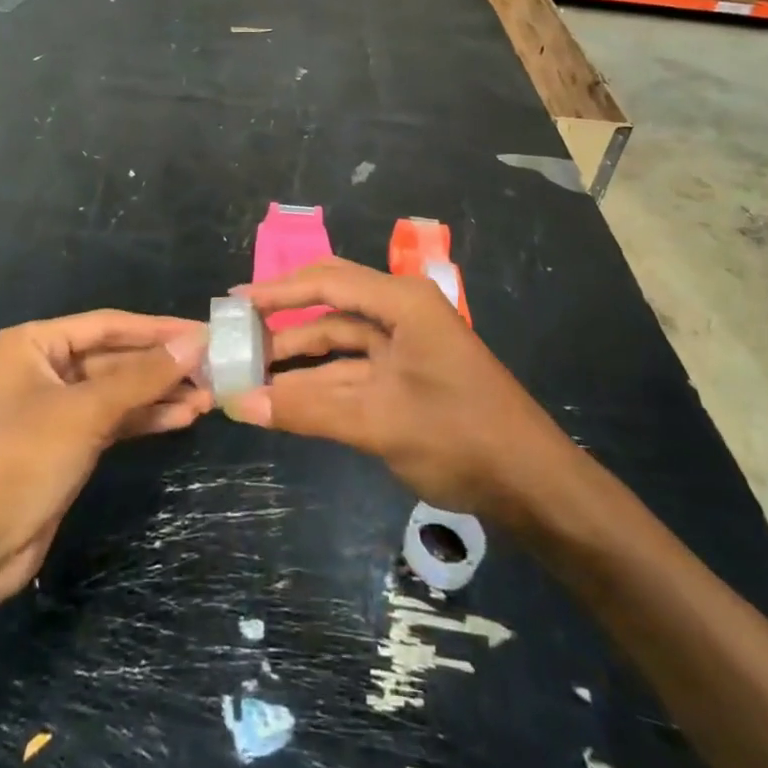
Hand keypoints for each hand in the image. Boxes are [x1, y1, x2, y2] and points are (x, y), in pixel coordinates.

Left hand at [0, 311, 209, 601]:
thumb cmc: (18, 461)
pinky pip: (112, 421)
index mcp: (34, 343)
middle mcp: (44, 368)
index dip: (158, 330)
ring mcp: (54, 409)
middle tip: (214, 370)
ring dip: (160, 395)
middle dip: (162, 367)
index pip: (109, 325)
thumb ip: (142, 377)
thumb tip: (196, 343)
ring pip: (118, 392)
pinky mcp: (65, 446)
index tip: (205, 334)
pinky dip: (145, 419)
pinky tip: (182, 418)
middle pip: (115, 358)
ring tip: (208, 398)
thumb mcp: (84, 412)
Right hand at [229, 259, 568, 520]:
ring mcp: (406, 345)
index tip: (234, 304)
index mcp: (402, 302)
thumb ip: (306, 411)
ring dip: (299, 357)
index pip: (327, 282)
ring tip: (250, 371)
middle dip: (285, 319)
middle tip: (238, 333)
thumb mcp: (376, 421)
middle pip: (332, 304)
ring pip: (340, 340)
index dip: (278, 291)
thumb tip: (239, 405)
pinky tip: (286, 397)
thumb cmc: (458, 436)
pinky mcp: (408, 375)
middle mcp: (402, 313)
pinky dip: (322, 381)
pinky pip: (354, 369)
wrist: (532, 485)